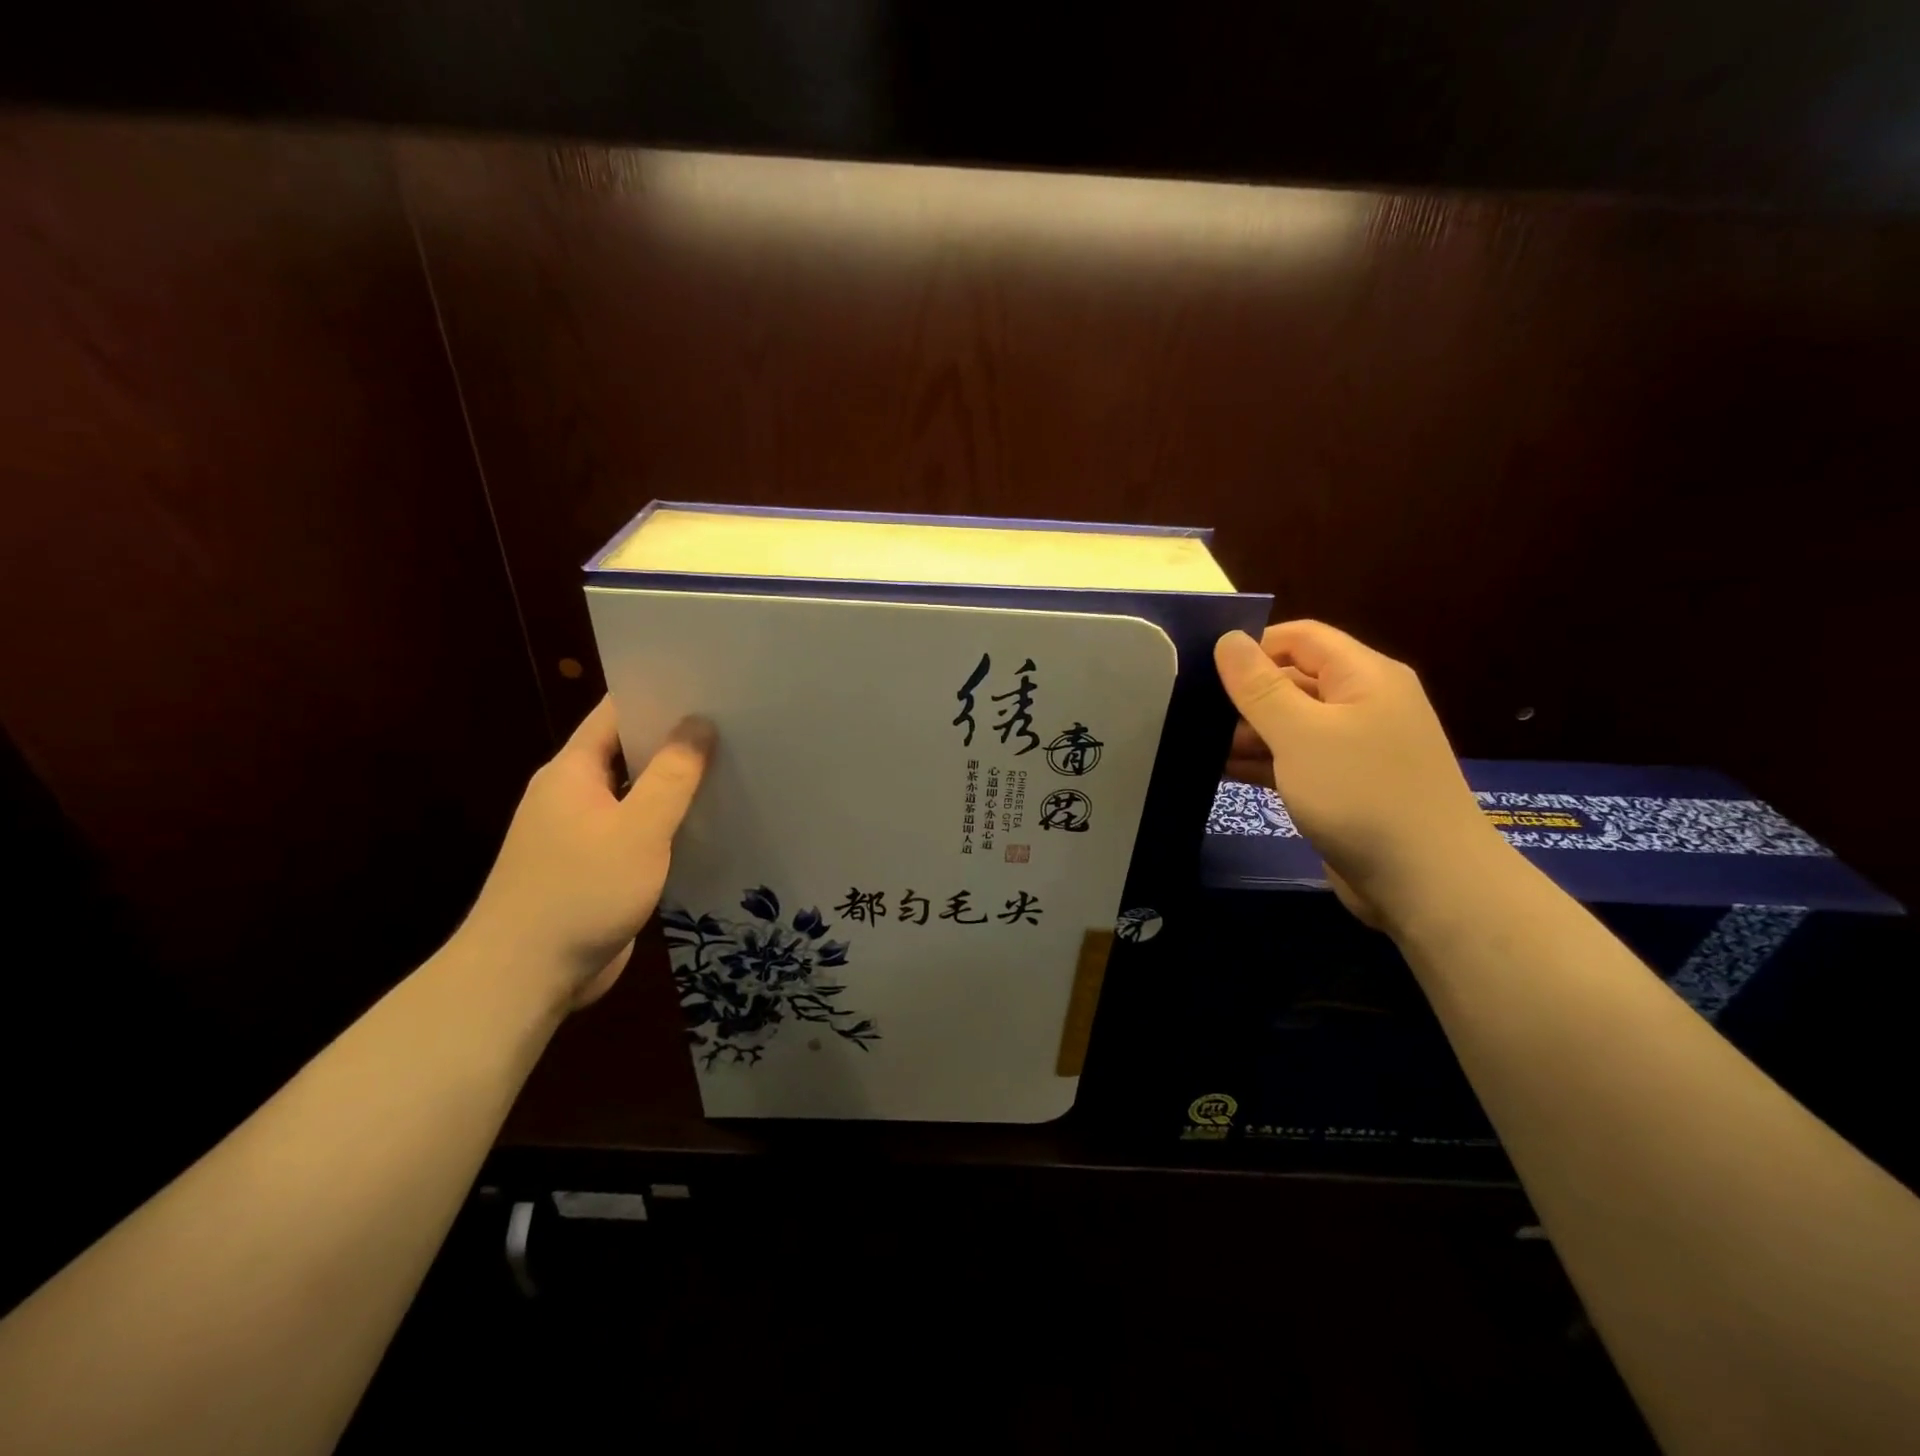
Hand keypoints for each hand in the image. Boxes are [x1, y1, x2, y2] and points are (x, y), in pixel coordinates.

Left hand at [460, 697, 713, 1009]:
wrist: (524, 977)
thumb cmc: (580, 891)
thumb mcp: (638, 829)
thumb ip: (671, 776)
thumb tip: (699, 723)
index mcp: (572, 771)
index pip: (616, 714)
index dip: (658, 695)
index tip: (708, 686)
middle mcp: (573, 795)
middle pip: (628, 752)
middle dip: (675, 740)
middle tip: (735, 726)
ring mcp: (581, 834)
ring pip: (635, 795)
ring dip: (674, 786)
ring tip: (732, 768)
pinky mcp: (595, 869)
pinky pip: (636, 832)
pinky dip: (667, 824)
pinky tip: (707, 825)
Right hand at [1215, 621, 1503, 931]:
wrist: (1426, 882)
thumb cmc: (1361, 793)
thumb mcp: (1301, 734)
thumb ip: (1259, 686)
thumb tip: (1228, 639)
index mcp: (1364, 676)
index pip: (1301, 638)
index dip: (1253, 647)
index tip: (1204, 670)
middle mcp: (1363, 704)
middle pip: (1293, 680)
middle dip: (1244, 695)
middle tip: (1191, 712)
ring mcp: (1355, 748)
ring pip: (1291, 724)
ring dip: (1247, 733)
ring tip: (1196, 745)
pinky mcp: (1345, 786)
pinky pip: (1296, 760)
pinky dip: (1263, 762)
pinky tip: (1221, 772)